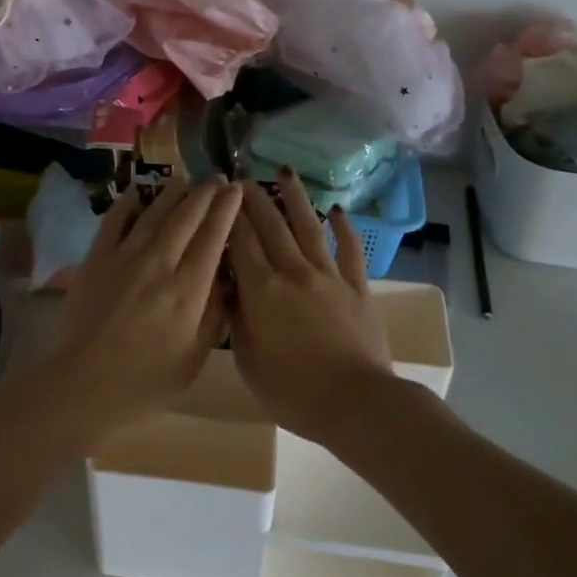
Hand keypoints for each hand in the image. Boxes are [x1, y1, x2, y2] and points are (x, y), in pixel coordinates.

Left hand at [45, 176, 243, 427]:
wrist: (87, 383)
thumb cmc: (148, 379)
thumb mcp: (195, 355)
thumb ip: (216, 313)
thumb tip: (230, 278)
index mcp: (189, 288)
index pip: (214, 236)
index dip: (227, 209)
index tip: (237, 190)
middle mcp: (160, 262)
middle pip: (186, 216)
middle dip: (205, 194)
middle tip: (218, 179)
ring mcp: (125, 257)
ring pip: (154, 213)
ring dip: (173, 193)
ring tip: (186, 180)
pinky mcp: (96, 259)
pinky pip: (114, 221)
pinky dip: (128, 202)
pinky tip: (138, 190)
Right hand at [228, 172, 392, 442]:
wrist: (356, 404)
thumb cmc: (292, 391)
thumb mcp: (248, 361)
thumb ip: (237, 319)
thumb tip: (230, 289)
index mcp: (262, 290)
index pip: (239, 241)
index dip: (228, 214)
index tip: (218, 193)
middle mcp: (293, 273)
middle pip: (271, 226)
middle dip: (255, 198)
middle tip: (243, 176)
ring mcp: (329, 277)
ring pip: (309, 228)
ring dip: (296, 199)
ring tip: (285, 173)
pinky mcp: (357, 288)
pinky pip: (350, 251)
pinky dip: (344, 228)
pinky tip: (336, 210)